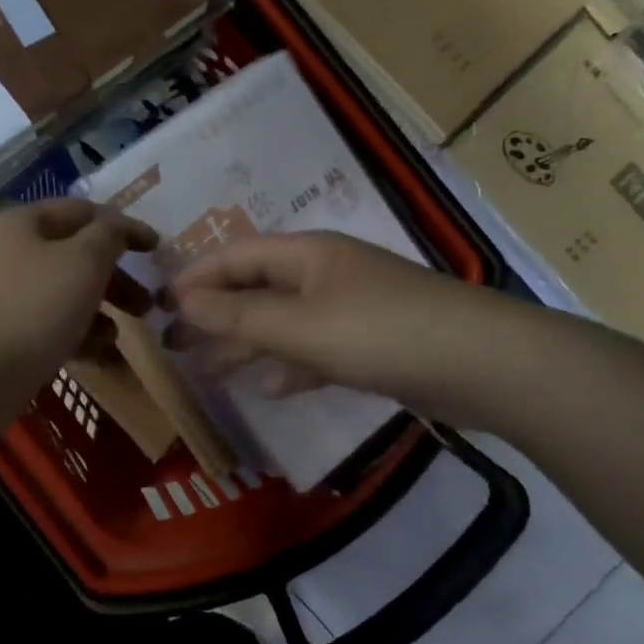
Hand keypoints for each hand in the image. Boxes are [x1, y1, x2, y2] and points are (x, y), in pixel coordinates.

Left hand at [0, 200, 157, 400]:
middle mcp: (9, 251)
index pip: (84, 211)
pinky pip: (49, 322)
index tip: (157, 249)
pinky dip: (76, 332)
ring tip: (123, 332)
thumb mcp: (84, 261)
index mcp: (23, 222)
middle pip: (75, 254)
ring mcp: (3, 293)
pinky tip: (98, 353)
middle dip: (115, 277)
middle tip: (147, 302)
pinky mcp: (3, 330)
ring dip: (100, 308)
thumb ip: (109, 236)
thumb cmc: (34, 308)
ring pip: (65, 291)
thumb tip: (116, 228)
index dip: (124, 226)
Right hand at [167, 232, 524, 424]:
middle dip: (214, 313)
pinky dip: (290, 365)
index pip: (235, 256)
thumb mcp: (300, 325)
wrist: (486, 365)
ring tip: (207, 370)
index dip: (194, 277)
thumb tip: (182, 300)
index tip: (157, 305)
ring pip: (282, 321)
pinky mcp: (371, 343)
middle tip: (174, 343)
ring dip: (245, 343)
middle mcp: (324, 273)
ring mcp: (350, 307)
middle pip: (255, 287)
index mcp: (305, 255)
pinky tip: (272, 388)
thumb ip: (239, 315)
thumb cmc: (381, 333)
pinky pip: (315, 349)